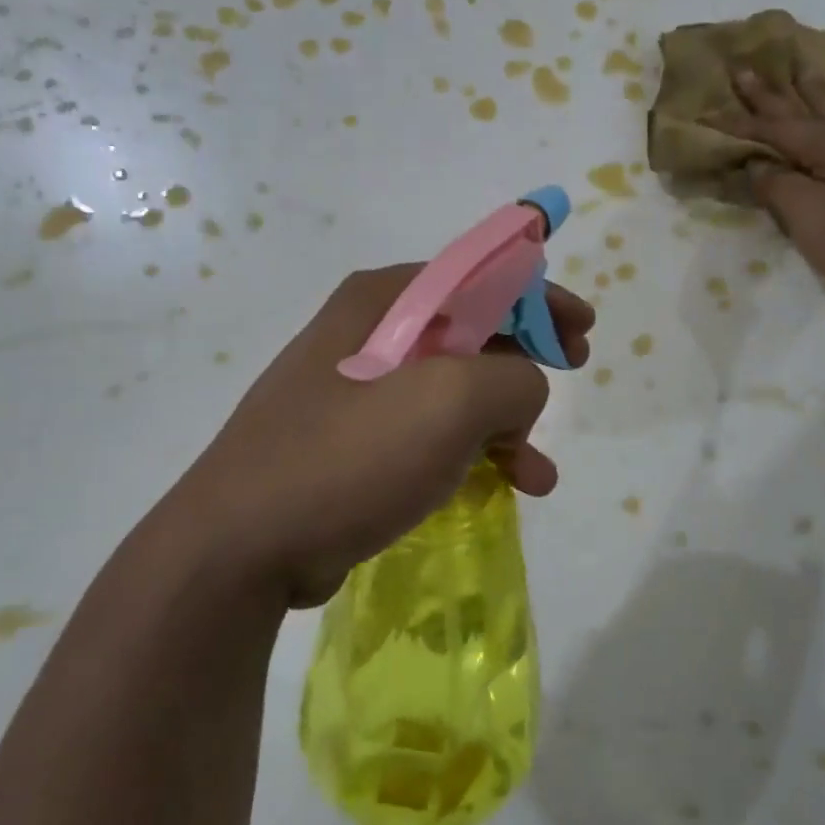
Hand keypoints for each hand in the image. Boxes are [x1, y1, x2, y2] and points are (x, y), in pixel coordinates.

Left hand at [168, 265, 592, 610]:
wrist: (242, 547)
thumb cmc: (351, 456)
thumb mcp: (453, 401)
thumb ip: (515, 379)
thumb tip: (520, 392)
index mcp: (385, 300)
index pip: (480, 277)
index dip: (539, 299)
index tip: (582, 331)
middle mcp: (369, 332)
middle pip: (471, 331)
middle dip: (526, 362)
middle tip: (570, 378)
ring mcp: (356, 389)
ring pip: (455, 390)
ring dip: (506, 423)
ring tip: (537, 473)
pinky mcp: (353, 442)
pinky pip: (430, 433)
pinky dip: (471, 454)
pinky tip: (502, 488)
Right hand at [721, 66, 824, 304]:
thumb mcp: (809, 218)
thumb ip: (779, 186)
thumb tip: (757, 164)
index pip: (773, 129)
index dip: (739, 123)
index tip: (709, 111)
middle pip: (802, 108)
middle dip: (770, 92)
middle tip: (746, 69)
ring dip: (812, 90)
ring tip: (801, 69)